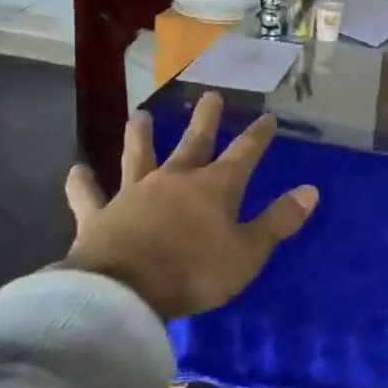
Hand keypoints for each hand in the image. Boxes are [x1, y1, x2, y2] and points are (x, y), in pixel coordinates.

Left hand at [57, 93, 317, 320]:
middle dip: (206, 119)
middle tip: (210, 95)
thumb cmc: (194, 272)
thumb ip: (279, 220)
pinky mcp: (98, 216)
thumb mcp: (248, 252)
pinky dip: (82, 183)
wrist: (122, 293)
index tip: (268, 117)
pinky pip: (89, 196)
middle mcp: (176, 179)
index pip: (245, 153)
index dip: (258, 135)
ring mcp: (134, 194)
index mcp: (215, 187)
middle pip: (194, 142)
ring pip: (138, 156)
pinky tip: (76, 170)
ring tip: (138, 116)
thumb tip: (311, 190)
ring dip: (139, 136)